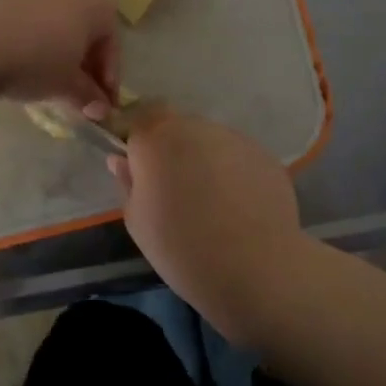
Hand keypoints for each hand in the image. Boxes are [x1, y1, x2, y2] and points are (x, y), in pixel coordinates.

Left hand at [0, 0, 118, 111]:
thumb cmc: (28, 60)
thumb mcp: (62, 85)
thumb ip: (85, 95)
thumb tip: (98, 107)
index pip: (110, 40)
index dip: (107, 74)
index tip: (98, 103)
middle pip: (79, 16)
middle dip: (77, 52)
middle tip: (66, 84)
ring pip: (44, 4)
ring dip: (43, 33)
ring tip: (27, 63)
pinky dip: (11, 20)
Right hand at [110, 108, 304, 343]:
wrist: (255, 269)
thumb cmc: (182, 248)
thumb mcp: (137, 222)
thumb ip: (128, 182)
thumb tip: (122, 160)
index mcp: (157, 138)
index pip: (140, 116)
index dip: (139, 140)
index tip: (141, 169)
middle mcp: (196, 127)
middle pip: (177, 127)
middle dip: (172, 151)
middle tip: (174, 191)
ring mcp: (234, 138)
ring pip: (209, 142)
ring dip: (204, 161)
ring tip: (211, 204)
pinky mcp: (263, 155)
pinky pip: (237, 157)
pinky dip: (233, 174)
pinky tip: (238, 208)